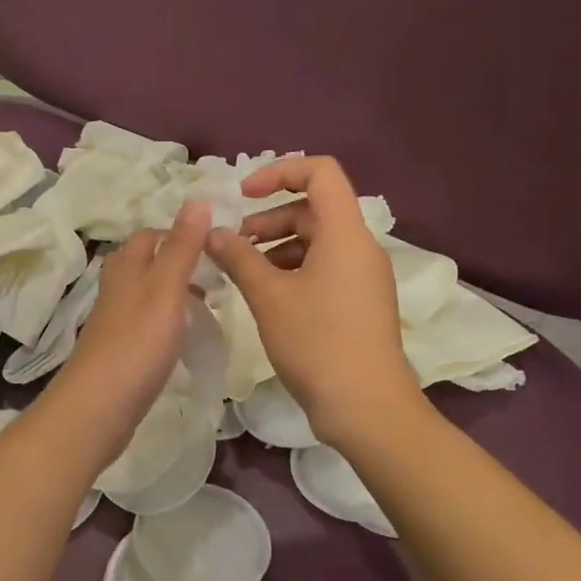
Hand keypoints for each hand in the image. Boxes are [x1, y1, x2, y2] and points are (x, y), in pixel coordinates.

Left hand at [49, 201, 210, 460]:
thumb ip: (182, 246)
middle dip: (180, 262)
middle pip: (147, 262)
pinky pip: (146, 323)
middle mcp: (116, 287)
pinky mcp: (119, 350)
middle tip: (217, 276)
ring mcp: (115, 320)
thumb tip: (198, 199)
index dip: (180, 233)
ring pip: (147, 293)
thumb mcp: (166, 288)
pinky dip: (168, 320)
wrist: (99, 406)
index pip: (150, 234)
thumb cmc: (137, 342)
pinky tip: (184, 337)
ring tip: (208, 305)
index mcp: (126, 266)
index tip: (216, 245)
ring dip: (175, 292)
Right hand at [206, 157, 422, 446]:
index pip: (320, 172)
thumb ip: (238, 257)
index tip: (243, 194)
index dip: (279, 172)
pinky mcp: (360, 301)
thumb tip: (213, 233)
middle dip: (269, 217)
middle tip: (233, 242)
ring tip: (242, 270)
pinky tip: (265, 294)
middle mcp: (360, 246)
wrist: (367, 408)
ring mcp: (363, 276)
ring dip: (276, 245)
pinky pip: (324, 267)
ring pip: (316, 240)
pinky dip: (292, 269)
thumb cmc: (317, 342)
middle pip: (313, 208)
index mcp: (345, 233)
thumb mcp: (268, 296)